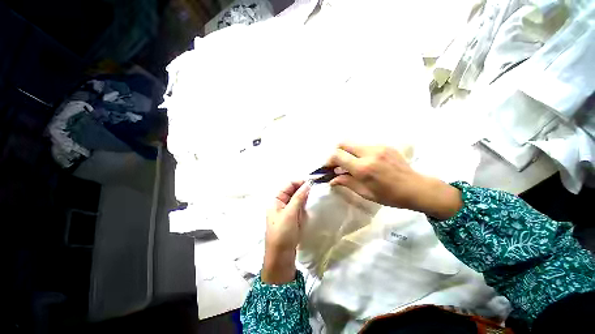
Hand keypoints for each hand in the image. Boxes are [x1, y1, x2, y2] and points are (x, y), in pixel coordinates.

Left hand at [262, 180, 310, 283]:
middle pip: (293, 191)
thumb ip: (298, 197)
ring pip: (297, 199)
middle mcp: (281, 203)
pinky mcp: (292, 218)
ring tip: (316, 196)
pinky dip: (305, 205)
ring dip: (305, 197)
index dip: (299, 182)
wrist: (281, 257)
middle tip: (316, 189)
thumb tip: (307, 184)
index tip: (312, 183)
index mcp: (276, 200)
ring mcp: (287, 211)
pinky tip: (312, 205)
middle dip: (303, 189)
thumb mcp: (290, 213)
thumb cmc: (282, 233)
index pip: (288, 185)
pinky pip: (300, 207)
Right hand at [327, 143, 461, 219]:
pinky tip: (363, 162)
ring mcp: (378, 147)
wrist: (417, 188)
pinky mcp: (384, 145)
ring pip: (353, 144)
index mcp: (363, 168)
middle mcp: (369, 153)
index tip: (328, 168)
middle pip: (343, 143)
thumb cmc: (390, 196)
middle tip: (337, 164)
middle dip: (335, 153)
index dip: (328, 160)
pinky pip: (364, 146)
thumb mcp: (365, 193)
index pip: (337, 155)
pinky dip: (358, 153)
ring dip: (347, 153)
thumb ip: (346, 183)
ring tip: (350, 165)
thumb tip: (332, 180)